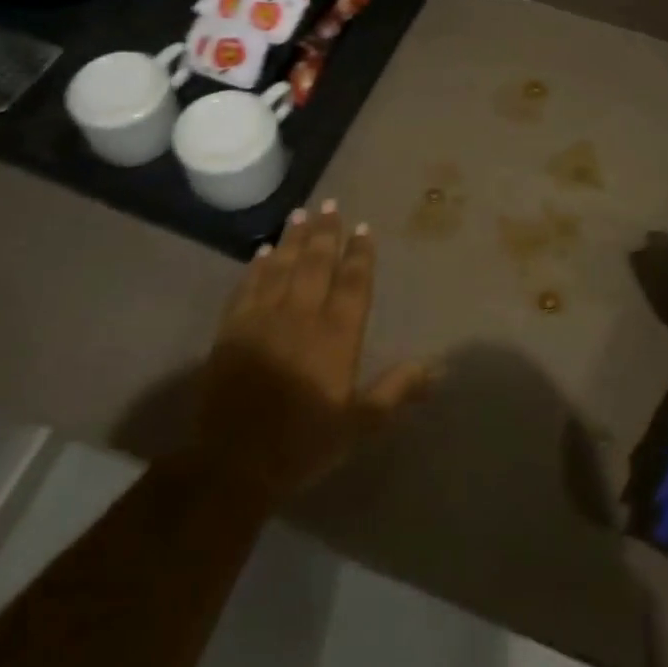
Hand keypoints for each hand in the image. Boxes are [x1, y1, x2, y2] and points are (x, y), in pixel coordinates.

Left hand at [194, 201, 431, 502]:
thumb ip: (396, 391)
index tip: (363, 227)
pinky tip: (263, 251)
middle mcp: (301, 316)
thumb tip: (435, 367)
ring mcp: (263, 318)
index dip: (360, 254)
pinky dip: (257, 265)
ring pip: (282, 266)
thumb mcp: (359, 425)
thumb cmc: (304, 445)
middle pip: (316, 263)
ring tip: (301, 213)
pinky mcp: (232, 328)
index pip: (352, 283)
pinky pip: (247, 285)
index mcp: (336, 336)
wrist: (234, 462)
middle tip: (330, 204)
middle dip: (326, 232)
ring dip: (293, 238)